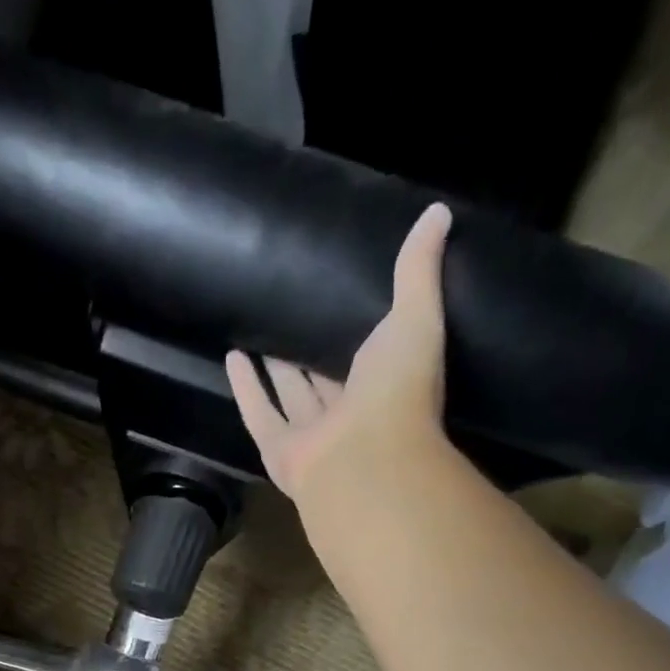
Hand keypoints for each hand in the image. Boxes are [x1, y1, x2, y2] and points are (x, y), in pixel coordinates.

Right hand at [225, 203, 454, 501]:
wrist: (365, 459)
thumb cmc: (397, 391)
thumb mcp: (416, 318)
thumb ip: (419, 272)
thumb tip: (438, 211)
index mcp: (384, 387)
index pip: (369, 356)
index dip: (354, 332)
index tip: (338, 300)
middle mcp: (347, 416)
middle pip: (324, 380)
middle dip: (309, 355)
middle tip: (291, 316)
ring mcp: (311, 437)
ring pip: (290, 398)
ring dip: (274, 371)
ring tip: (256, 335)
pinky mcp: (279, 450)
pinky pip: (260, 415)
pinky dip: (245, 389)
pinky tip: (232, 357)